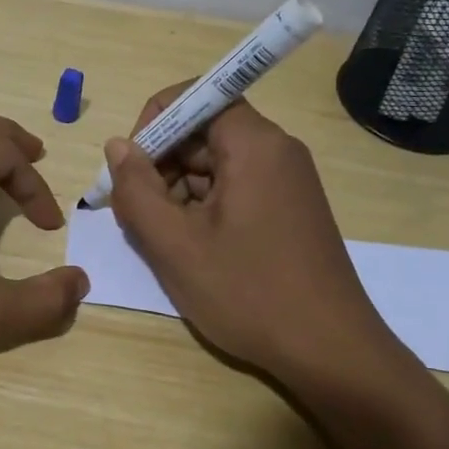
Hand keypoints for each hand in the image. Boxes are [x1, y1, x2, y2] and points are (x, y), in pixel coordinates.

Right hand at [101, 84, 398, 380]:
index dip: (155, 122)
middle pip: (204, 132)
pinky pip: (235, 190)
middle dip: (161, 164)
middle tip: (137, 214)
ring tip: (161, 240)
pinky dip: (203, 209)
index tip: (132, 167)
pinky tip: (190, 249)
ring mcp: (287, 182)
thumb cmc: (249, 294)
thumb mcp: (175, 244)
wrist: (330, 352)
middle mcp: (277, 151)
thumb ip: (136, 190)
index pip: (197, 96)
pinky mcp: (288, 210)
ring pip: (216, 165)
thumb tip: (117, 146)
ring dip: (178, 192)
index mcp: (255, 144)